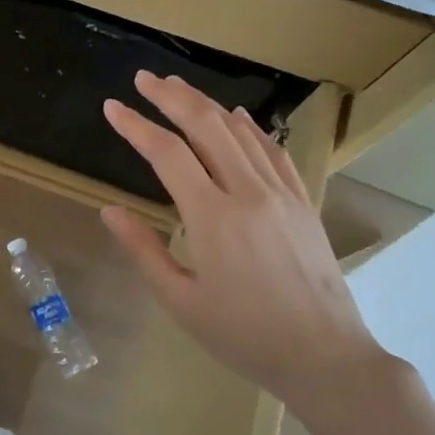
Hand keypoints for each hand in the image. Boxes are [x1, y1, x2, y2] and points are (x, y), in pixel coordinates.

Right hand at [100, 71, 387, 404]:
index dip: (136, 125)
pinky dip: (249, 126)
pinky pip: (273, 150)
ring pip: (240, 131)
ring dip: (206, 104)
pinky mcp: (302, 201)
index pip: (167, 153)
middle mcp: (248, 192)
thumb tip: (110, 211)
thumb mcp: (181, 300)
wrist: (325, 356)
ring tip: (178, 88)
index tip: (112, 107)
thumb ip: (143, 250)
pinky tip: (236, 117)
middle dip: (171, 96)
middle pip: (206, 126)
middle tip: (143, 78)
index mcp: (213, 217)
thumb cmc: (244, 335)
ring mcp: (281, 193)